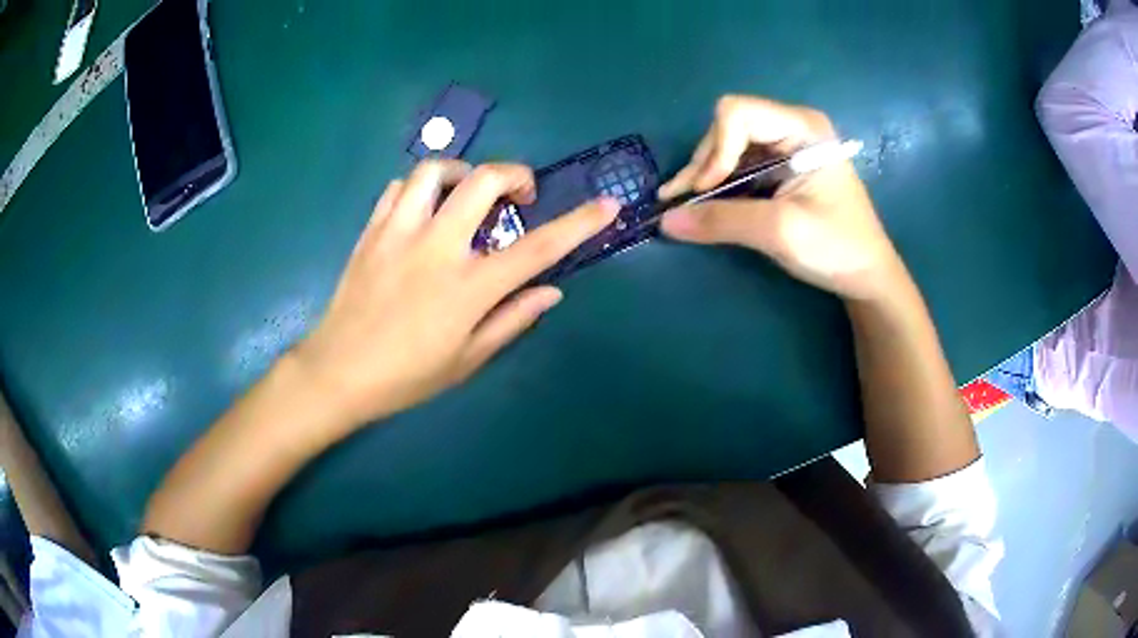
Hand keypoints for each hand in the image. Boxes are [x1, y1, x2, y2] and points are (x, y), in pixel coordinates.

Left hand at [295, 160, 618, 427]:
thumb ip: (512, 320)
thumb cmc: (406, 376)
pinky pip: (399, 187)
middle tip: (518, 196)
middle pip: (485, 181)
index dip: (579, 223)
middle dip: (515, 174)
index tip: (607, 205)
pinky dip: (421, 188)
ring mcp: (400, 232)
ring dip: (463, 172)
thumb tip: (551, 290)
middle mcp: (437, 247)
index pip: (538, 247)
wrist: (337, 371)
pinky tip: (424, 210)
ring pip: (436, 170)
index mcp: (468, 286)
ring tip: (467, 195)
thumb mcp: (467, 360)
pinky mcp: (372, 230)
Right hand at [658, 95, 906, 300]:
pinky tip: (701, 204)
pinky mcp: (779, 168)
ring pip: (727, 147)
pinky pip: (737, 166)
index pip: (738, 113)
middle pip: (728, 128)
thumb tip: (665, 221)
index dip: (715, 149)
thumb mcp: (780, 232)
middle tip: (681, 202)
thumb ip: (722, 221)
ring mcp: (785, 146)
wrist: (866, 276)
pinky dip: (717, 186)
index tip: (706, 191)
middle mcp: (791, 127)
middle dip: (704, 164)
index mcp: (802, 127)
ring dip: (704, 177)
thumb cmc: (837, 248)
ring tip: (682, 206)